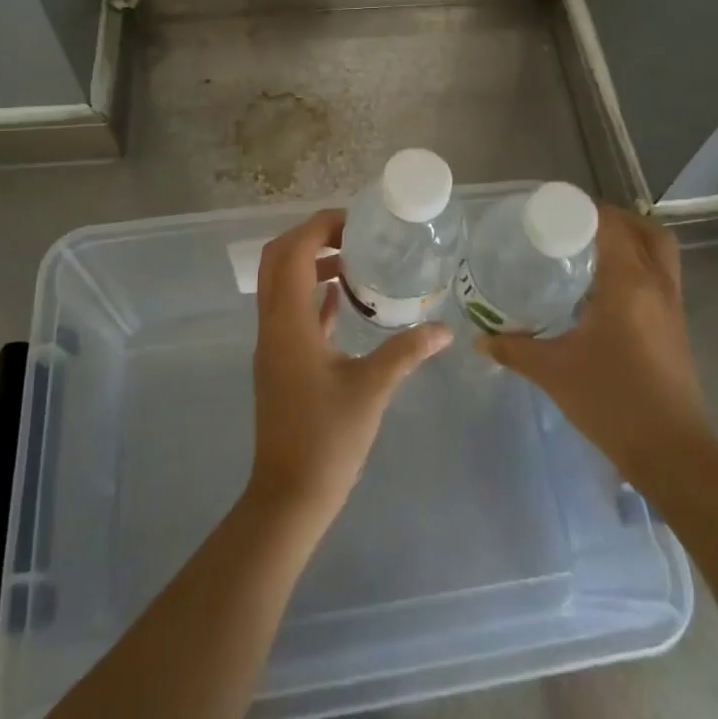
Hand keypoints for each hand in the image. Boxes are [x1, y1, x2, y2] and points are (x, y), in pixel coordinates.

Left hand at [246, 209, 451, 531]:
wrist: (289, 496)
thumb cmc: (327, 439)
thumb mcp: (372, 389)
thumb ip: (407, 351)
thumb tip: (444, 329)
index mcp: (289, 322)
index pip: (292, 252)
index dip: (319, 227)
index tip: (355, 222)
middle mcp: (273, 325)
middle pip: (278, 260)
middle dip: (310, 237)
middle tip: (352, 235)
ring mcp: (272, 344)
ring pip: (281, 284)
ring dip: (309, 263)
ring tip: (353, 260)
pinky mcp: (279, 361)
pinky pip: (290, 310)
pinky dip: (311, 293)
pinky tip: (343, 299)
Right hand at [477, 204, 710, 485]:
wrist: (672, 452)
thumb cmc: (612, 401)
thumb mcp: (554, 371)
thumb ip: (514, 348)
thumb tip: (479, 338)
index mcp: (629, 283)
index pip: (611, 225)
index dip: (584, 210)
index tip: (552, 210)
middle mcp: (656, 285)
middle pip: (645, 230)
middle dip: (614, 219)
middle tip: (577, 226)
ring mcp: (672, 306)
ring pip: (660, 251)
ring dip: (632, 240)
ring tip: (592, 250)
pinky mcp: (677, 326)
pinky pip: (661, 276)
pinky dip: (639, 265)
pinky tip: (607, 289)